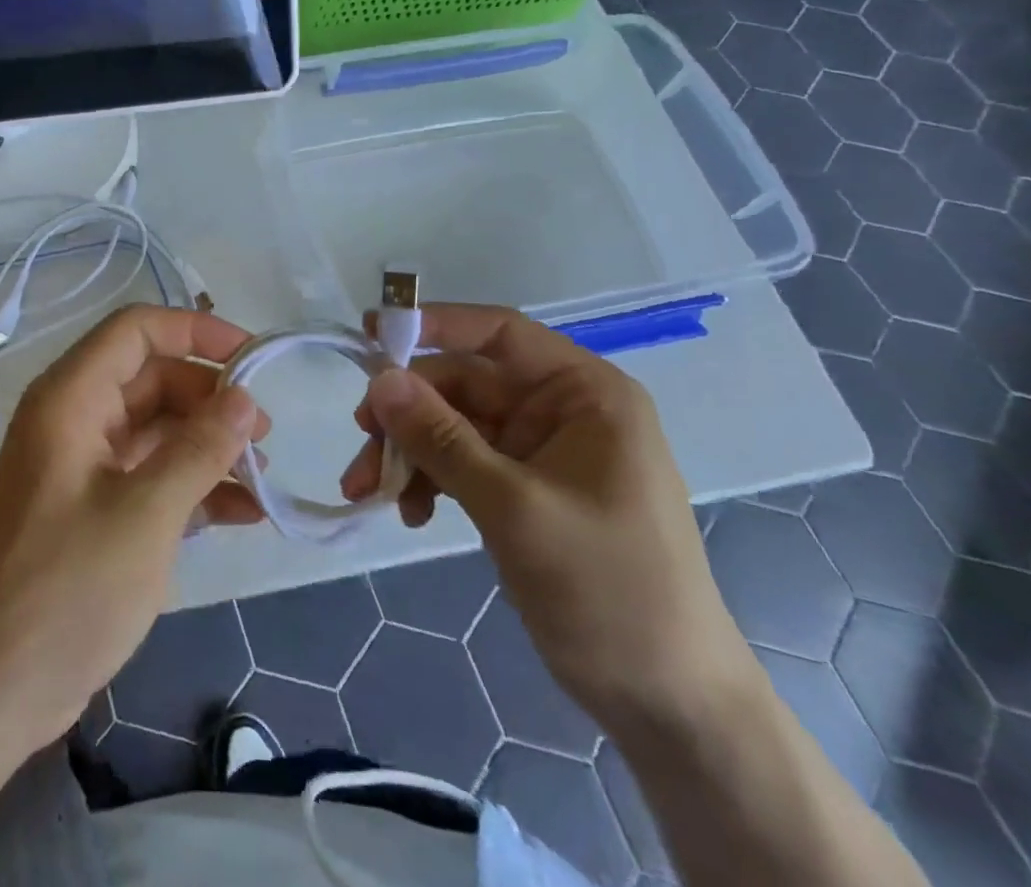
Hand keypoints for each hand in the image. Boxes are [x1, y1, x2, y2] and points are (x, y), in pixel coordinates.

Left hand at [0, 305, 268, 755]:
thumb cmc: (64, 590)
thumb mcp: (145, 515)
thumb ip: (200, 449)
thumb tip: (245, 398)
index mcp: (71, 398)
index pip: (137, 330)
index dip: (197, 332)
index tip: (254, 358)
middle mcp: (74, 418)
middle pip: (153, 378)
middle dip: (212, 398)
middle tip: (266, 434)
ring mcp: (82, 465)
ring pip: (157, 428)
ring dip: (209, 445)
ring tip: (264, 476)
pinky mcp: (92, 509)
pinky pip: (150, 474)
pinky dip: (193, 485)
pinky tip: (243, 513)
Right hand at [339, 304, 750, 737]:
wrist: (669, 706)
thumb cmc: (609, 590)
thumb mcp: (515, 508)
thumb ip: (442, 438)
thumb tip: (379, 379)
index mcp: (583, 393)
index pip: (498, 332)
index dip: (434, 325)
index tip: (371, 333)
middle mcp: (561, 410)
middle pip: (464, 384)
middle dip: (408, 413)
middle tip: (361, 442)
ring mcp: (541, 451)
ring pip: (453, 425)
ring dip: (409, 452)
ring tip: (367, 490)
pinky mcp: (523, 490)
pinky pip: (461, 463)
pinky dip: (430, 481)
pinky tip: (412, 514)